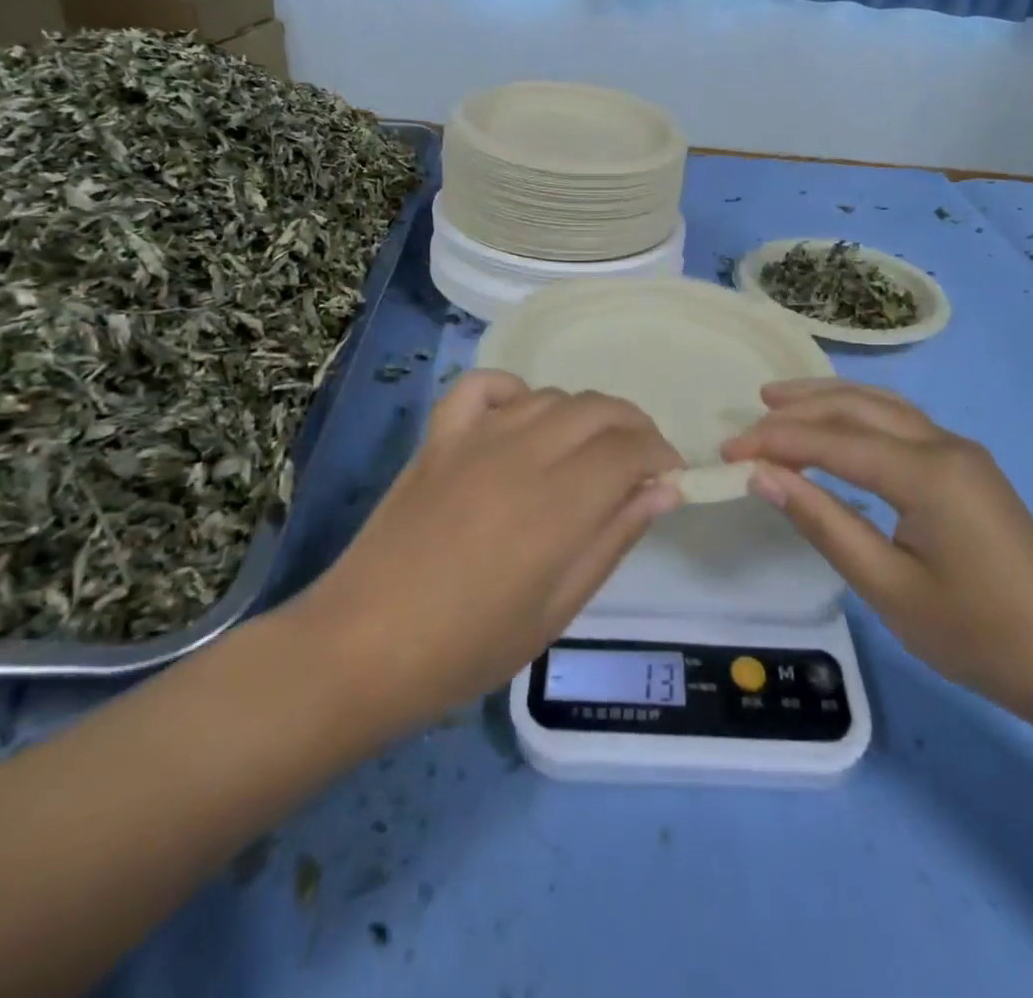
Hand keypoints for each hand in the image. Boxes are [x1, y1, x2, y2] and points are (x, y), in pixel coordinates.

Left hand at [292, 371, 683, 733]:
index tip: (670, 477)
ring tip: (587, 452)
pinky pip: (483, 385)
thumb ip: (614, 538)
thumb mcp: (558, 608)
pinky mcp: (440, 437)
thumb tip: (666, 490)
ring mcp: (476, 438)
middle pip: (598, 410)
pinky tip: (521, 418)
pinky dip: (513, 390)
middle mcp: (523, 454)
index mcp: (558, 503)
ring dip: (584, 415)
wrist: (362, 647)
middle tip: (640, 464)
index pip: (630, 449)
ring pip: (551, 396)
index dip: (660, 455)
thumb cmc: (468, 646)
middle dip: (634, 428)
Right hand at [723, 380, 1032, 718]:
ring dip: (828, 399)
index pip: (834, 441)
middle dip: (798, 408)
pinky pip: (900, 422)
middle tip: (747, 417)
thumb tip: (764, 477)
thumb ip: (824, 523)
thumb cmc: (979, 635)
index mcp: (927, 473)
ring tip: (778, 400)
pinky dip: (857, 414)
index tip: (727, 453)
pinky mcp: (966, 466)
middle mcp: (944, 444)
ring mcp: (959, 451)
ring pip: (881, 405)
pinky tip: (837, 425)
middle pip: (857, 407)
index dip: (776, 443)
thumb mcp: (889, 588)